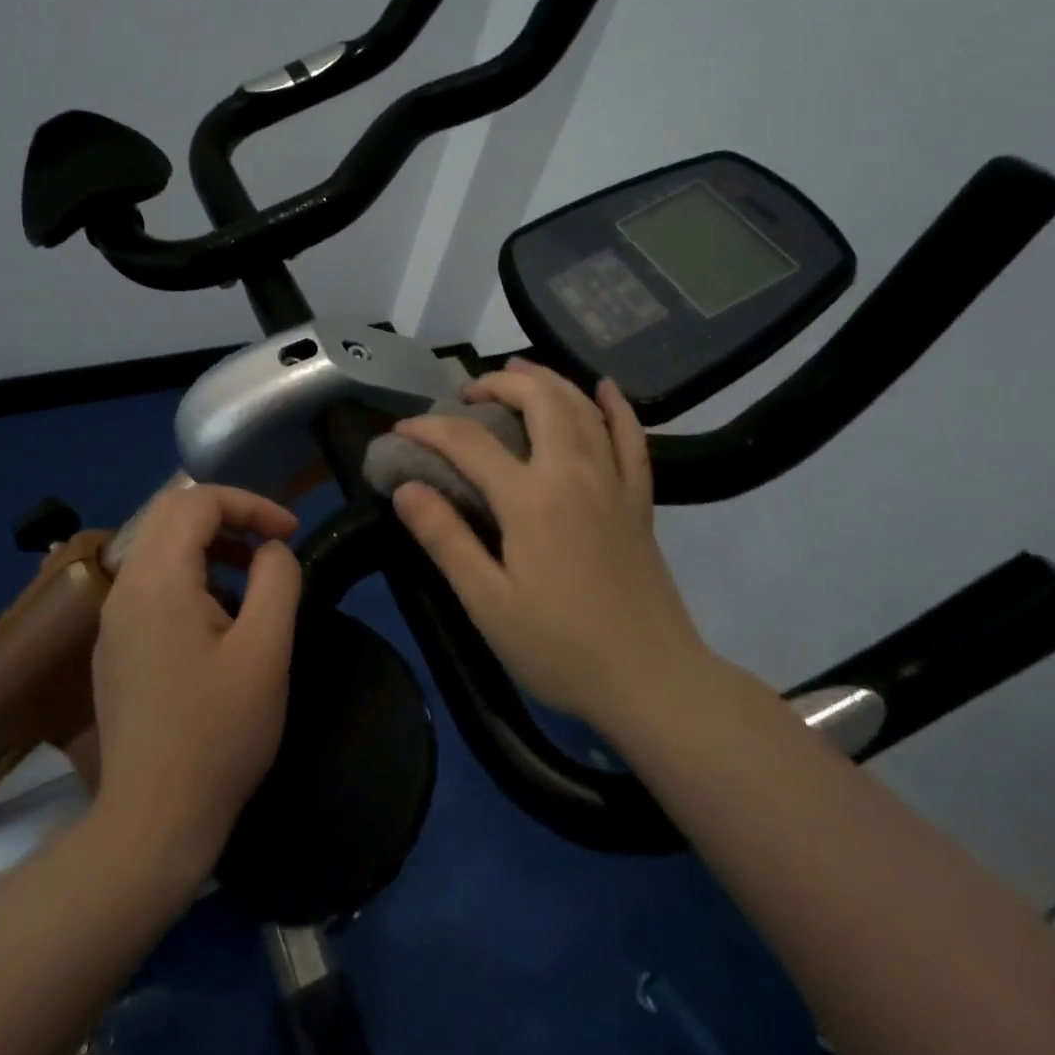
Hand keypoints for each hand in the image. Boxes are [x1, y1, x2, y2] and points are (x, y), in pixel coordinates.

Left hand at [90, 484, 301, 887]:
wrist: (152, 823)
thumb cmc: (218, 734)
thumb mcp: (266, 650)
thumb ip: (277, 580)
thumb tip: (271, 550)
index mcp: (157, 580)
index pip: (197, 500)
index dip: (250, 503)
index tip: (289, 533)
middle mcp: (124, 587)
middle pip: (172, 514)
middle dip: (228, 516)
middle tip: (271, 545)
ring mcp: (112, 619)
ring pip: (159, 547)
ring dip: (209, 546)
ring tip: (252, 580)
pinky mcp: (114, 647)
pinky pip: (151, 583)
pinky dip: (190, 576)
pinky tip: (219, 620)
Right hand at [390, 359, 712, 738]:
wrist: (652, 681)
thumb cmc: (561, 648)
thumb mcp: (487, 603)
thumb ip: (445, 538)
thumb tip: (405, 488)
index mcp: (530, 499)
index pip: (468, 441)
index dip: (429, 428)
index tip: (401, 429)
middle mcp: (574, 473)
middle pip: (538, 400)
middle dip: (497, 383)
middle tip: (466, 394)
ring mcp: (613, 482)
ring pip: (582, 407)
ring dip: (547, 380)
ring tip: (518, 372)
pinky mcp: (639, 501)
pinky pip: (632, 438)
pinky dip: (617, 407)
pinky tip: (604, 388)